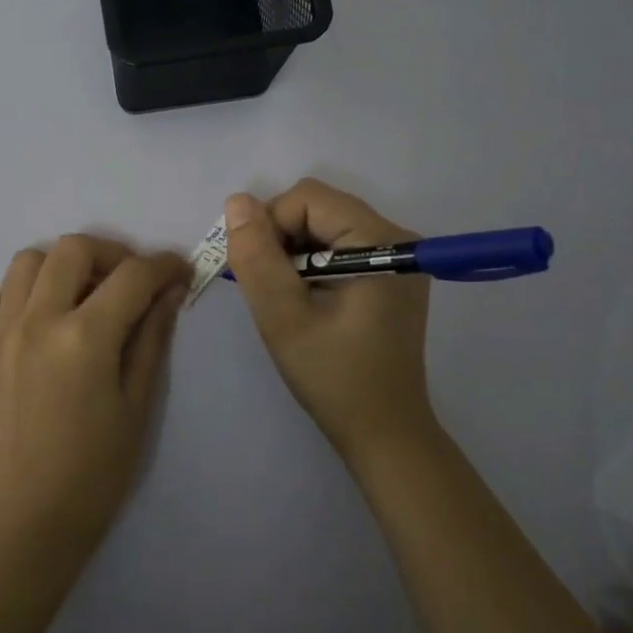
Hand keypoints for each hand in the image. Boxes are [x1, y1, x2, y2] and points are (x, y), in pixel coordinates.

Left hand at [0, 236, 189, 554]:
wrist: (31, 518)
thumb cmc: (97, 469)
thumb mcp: (138, 403)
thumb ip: (152, 337)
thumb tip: (171, 290)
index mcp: (84, 337)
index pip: (132, 276)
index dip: (163, 266)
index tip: (179, 273)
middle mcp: (37, 321)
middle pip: (73, 249)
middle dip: (111, 253)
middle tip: (130, 282)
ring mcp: (1, 334)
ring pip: (25, 263)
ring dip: (60, 267)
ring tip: (81, 295)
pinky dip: (4, 299)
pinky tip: (28, 321)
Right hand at [223, 180, 435, 461]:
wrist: (384, 433)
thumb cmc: (334, 377)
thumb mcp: (284, 317)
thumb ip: (257, 256)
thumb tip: (236, 201)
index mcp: (380, 240)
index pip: (307, 199)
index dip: (270, 226)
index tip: (257, 273)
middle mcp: (396, 236)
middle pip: (317, 207)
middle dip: (280, 238)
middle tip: (269, 288)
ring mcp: (396, 255)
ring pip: (323, 225)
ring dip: (292, 252)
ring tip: (286, 298)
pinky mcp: (389, 273)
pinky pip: (337, 245)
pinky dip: (310, 263)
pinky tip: (306, 300)